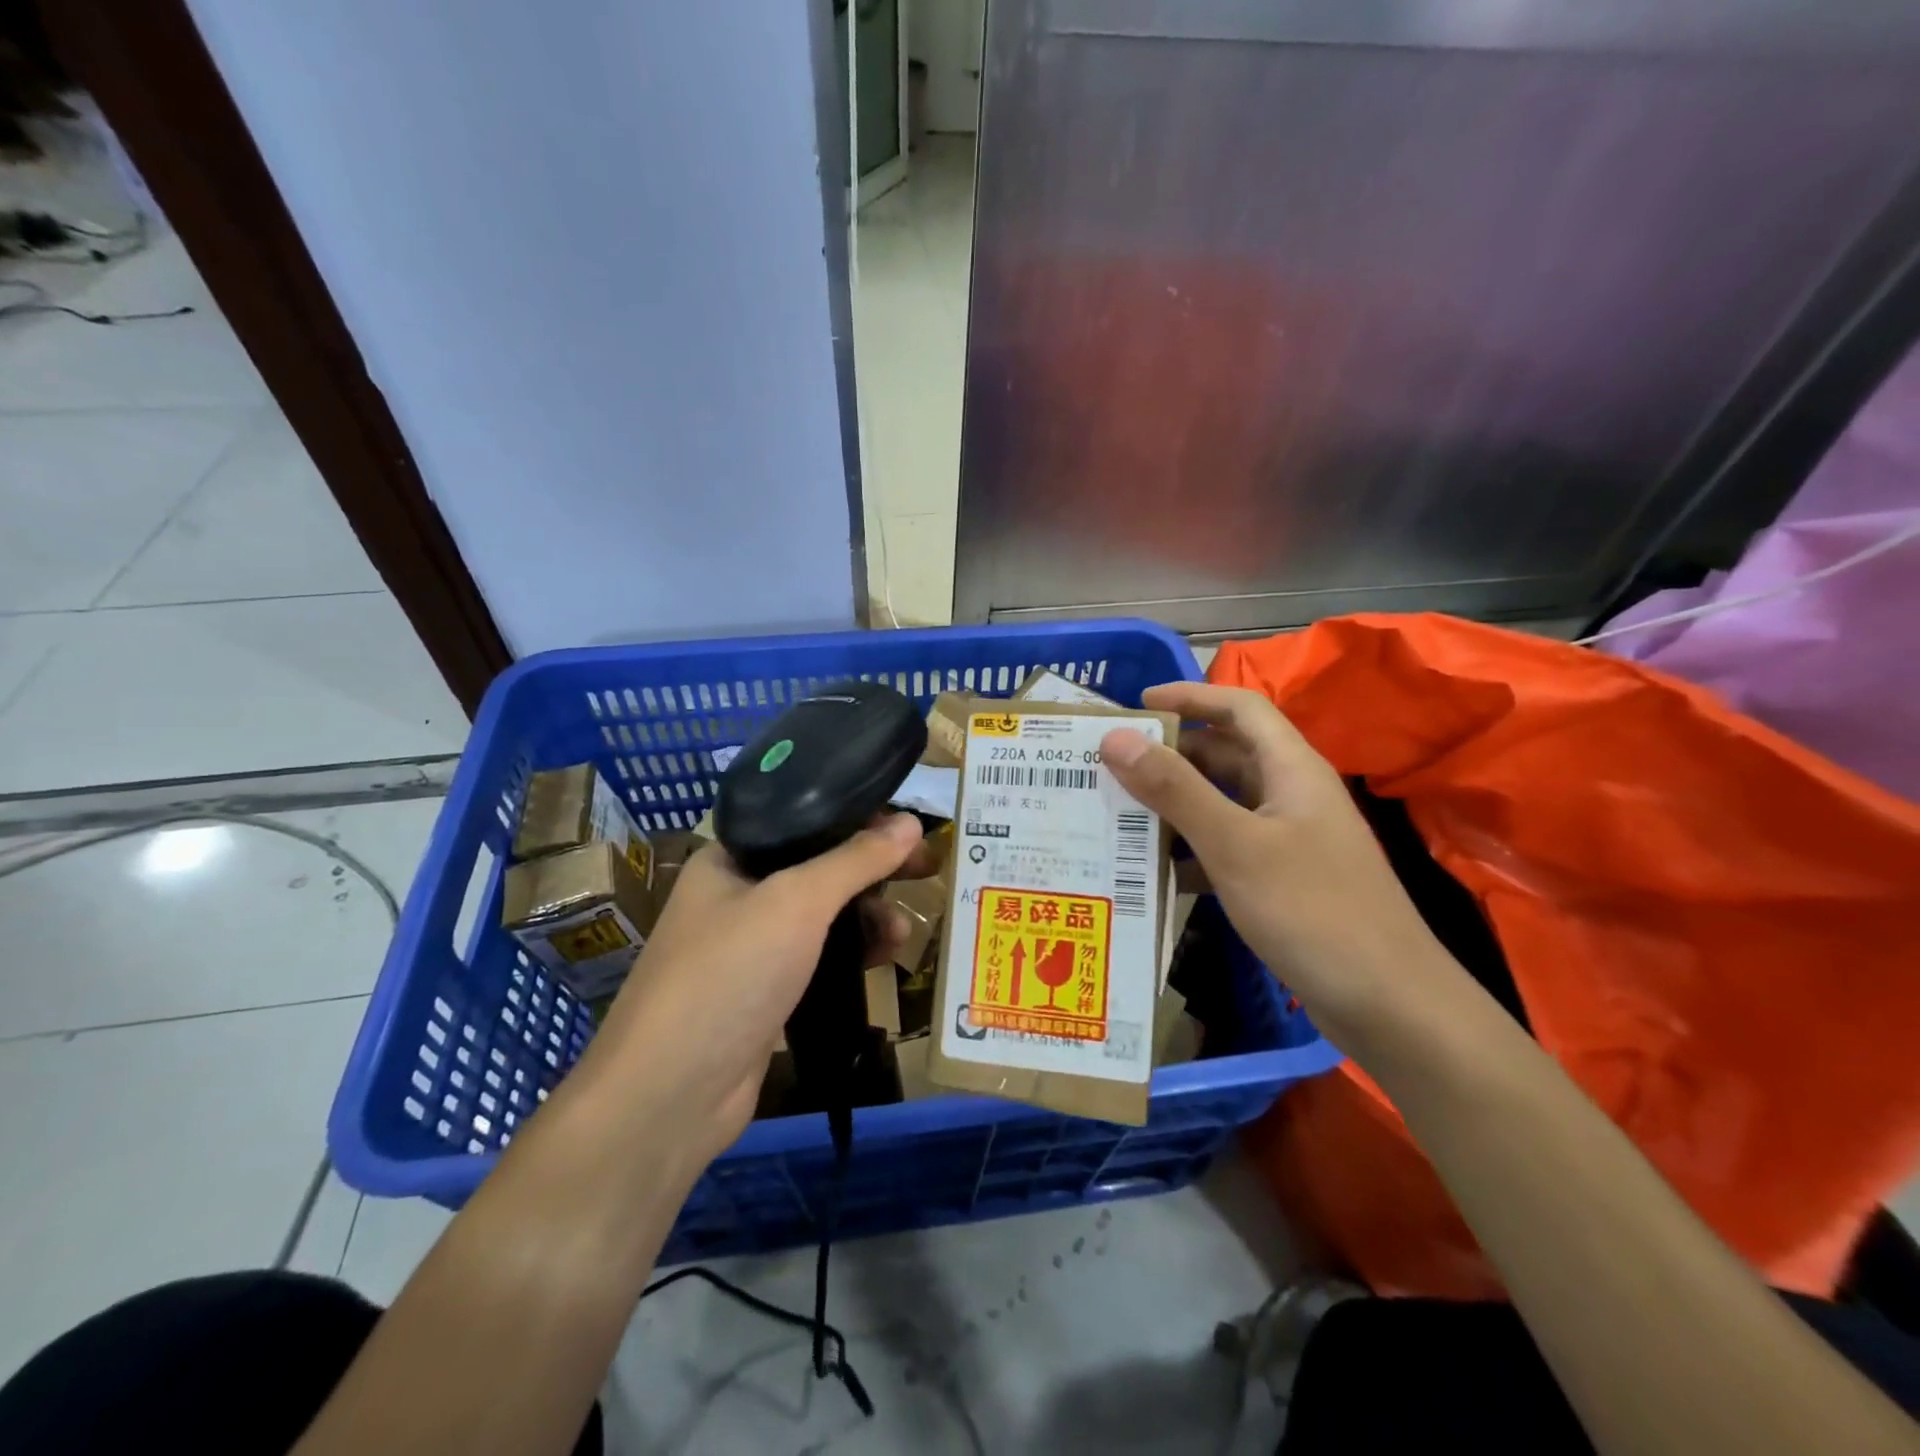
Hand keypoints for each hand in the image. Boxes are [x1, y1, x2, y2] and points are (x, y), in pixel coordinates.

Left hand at [569, 814, 927, 1173]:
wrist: (670, 1094)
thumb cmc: (729, 973)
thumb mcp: (796, 902)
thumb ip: (855, 859)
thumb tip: (911, 822)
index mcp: (730, 858)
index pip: (804, 820)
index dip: (858, 819)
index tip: (908, 828)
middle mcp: (739, 895)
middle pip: (819, 868)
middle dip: (873, 870)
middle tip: (927, 869)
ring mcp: (752, 948)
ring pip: (824, 916)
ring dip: (869, 916)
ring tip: (903, 930)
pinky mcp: (768, 993)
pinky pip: (821, 957)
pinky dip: (854, 953)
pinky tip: (885, 959)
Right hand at [1099, 682, 1447, 1049]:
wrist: (1390, 1006)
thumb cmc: (1313, 911)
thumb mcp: (1235, 845)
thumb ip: (1175, 789)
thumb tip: (1116, 738)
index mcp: (1291, 769)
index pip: (1239, 708)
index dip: (1190, 697)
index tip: (1135, 705)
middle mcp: (1290, 795)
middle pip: (1225, 755)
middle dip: (1170, 755)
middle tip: (1110, 765)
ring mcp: (1288, 840)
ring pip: (1222, 804)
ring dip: (1174, 805)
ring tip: (1116, 812)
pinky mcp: (1282, 881)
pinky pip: (1226, 848)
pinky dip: (1189, 851)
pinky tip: (1151, 871)